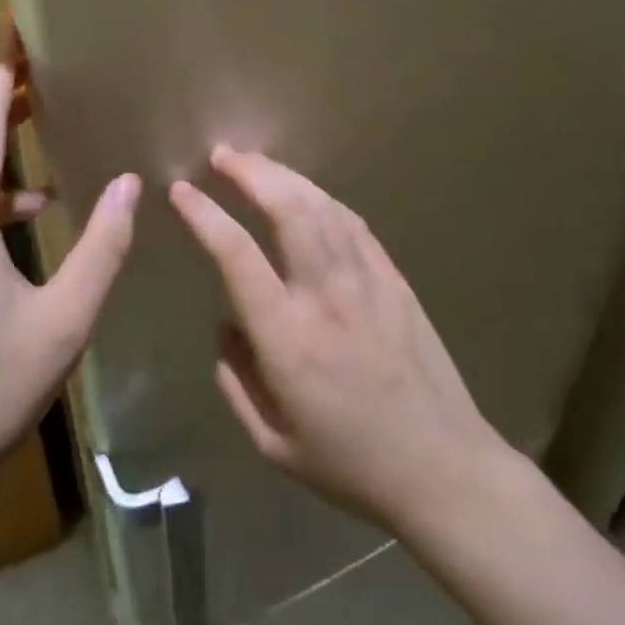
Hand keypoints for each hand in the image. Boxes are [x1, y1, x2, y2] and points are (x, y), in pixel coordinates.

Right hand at [170, 147, 499, 530]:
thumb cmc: (352, 464)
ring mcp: (366, 280)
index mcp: (287, 337)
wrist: (444, 468)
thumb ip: (236, 382)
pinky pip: (353, 222)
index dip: (204, 215)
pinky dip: (322, 197)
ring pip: (321, 206)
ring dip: (283, 175)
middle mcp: (325, 294)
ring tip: (256, 162)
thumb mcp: (274, 444)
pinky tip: (307, 192)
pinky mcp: (394, 279)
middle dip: (249, 172)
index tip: (180, 191)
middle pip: (286, 209)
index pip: (236, 255)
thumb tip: (227, 327)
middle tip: (222, 156)